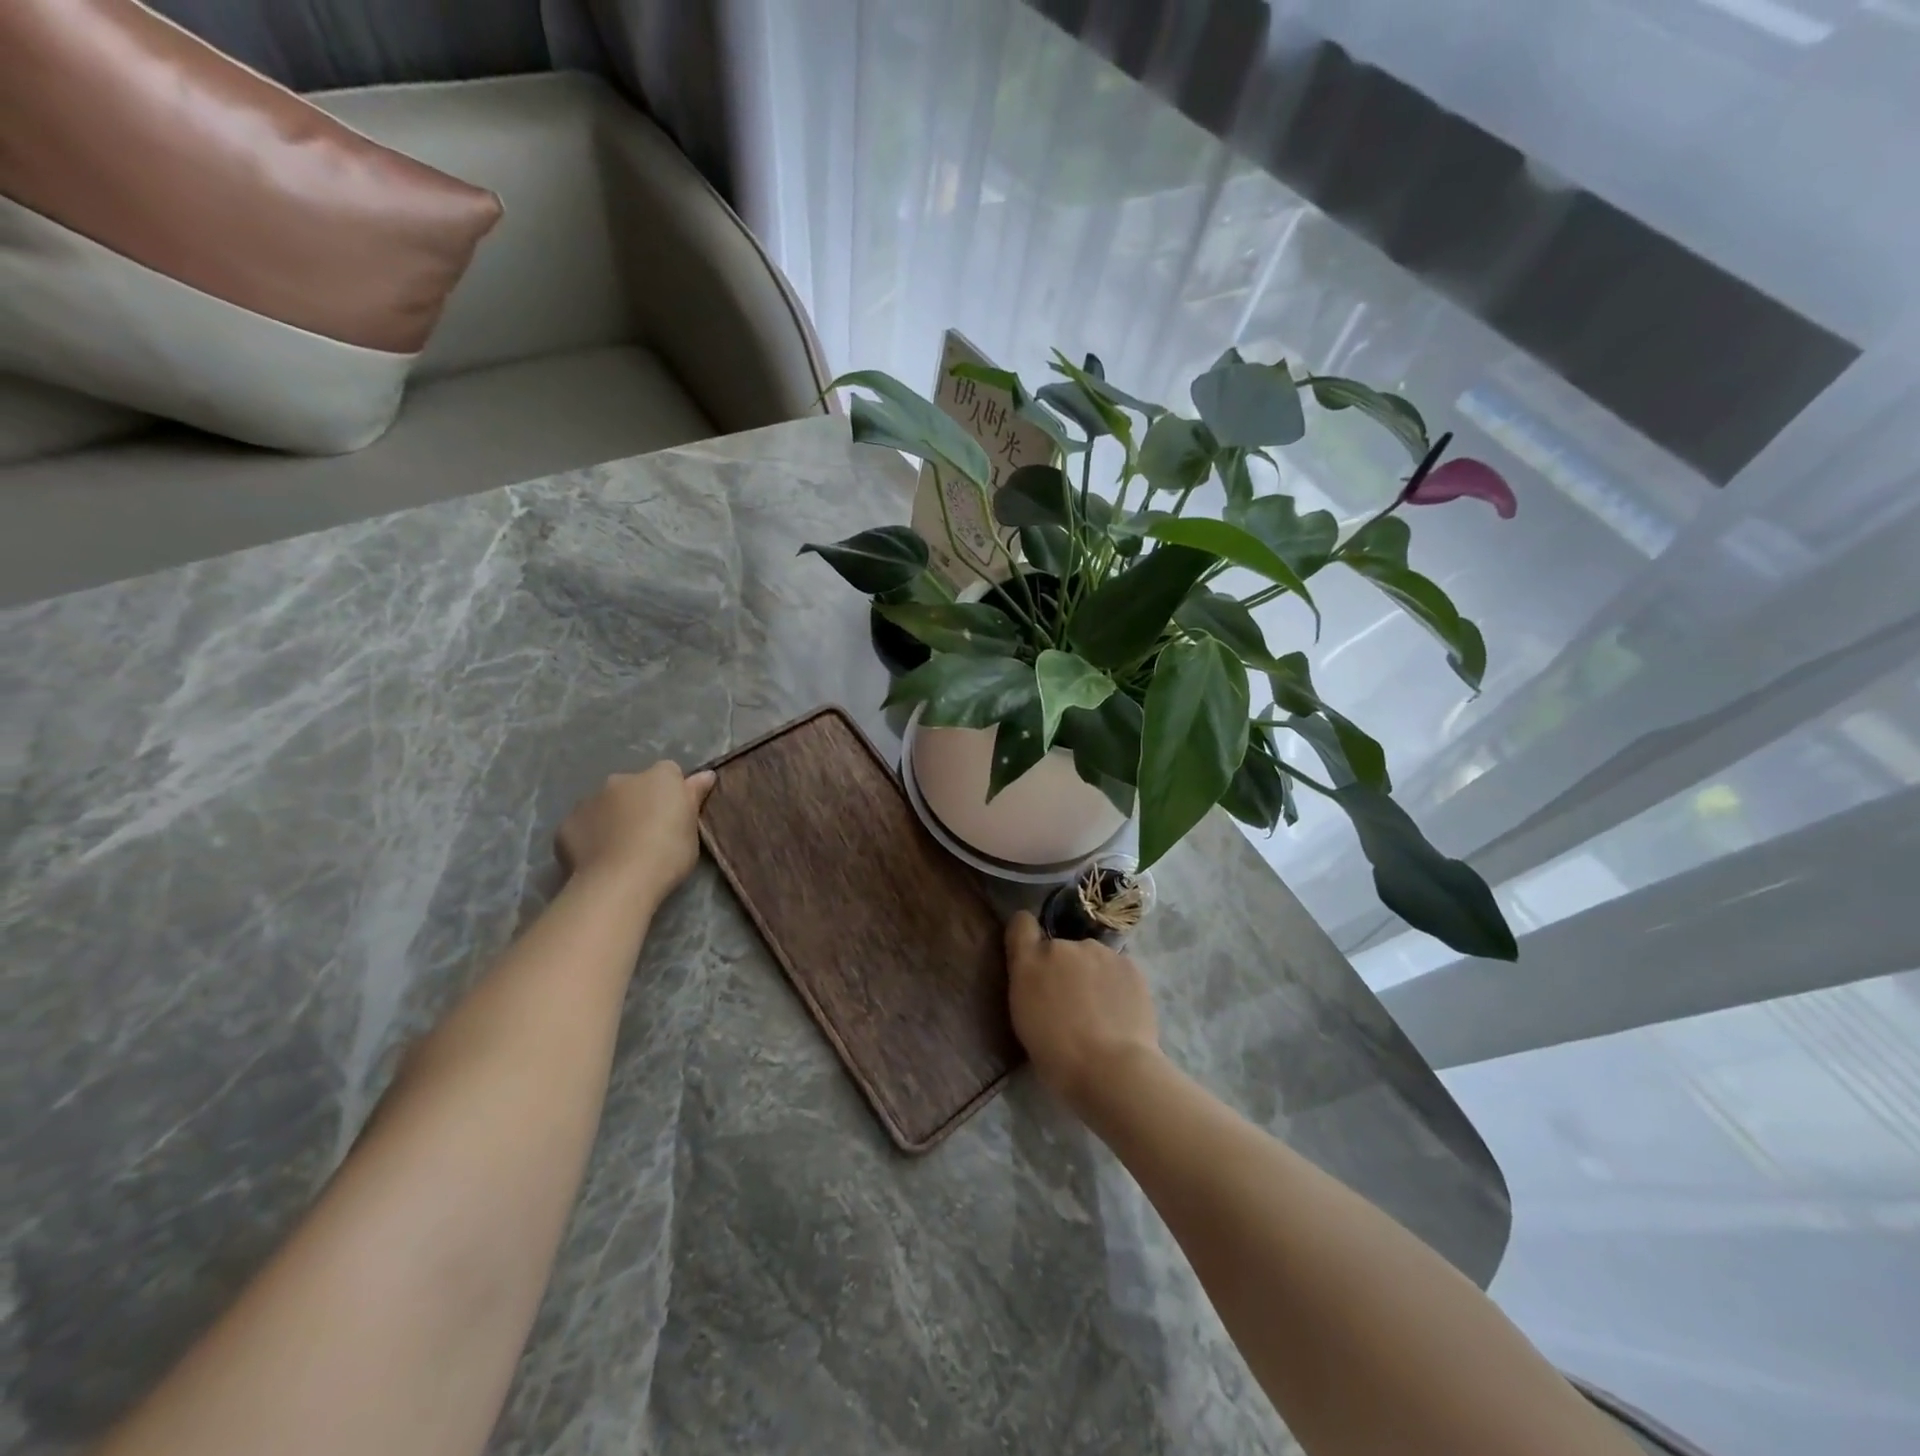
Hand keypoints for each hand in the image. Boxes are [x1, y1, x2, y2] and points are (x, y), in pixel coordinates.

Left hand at [555, 762, 714, 898]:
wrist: (618, 881)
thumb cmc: (667, 853)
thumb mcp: (693, 828)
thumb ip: (694, 797)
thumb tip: (705, 774)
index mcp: (659, 777)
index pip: (669, 772)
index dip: (673, 792)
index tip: (675, 816)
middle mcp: (622, 779)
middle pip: (634, 786)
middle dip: (639, 802)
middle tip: (649, 834)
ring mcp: (590, 800)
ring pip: (606, 804)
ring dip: (613, 817)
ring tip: (621, 849)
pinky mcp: (567, 823)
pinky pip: (583, 825)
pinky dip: (590, 836)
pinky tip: (598, 858)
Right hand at [1005, 910, 1161, 1116]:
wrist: (1112, 1069)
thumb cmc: (1057, 1056)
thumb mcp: (1025, 1019)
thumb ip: (1030, 985)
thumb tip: (1041, 977)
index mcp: (1029, 962)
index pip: (1021, 923)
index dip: (1026, 934)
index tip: (1032, 952)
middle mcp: (1062, 946)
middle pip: (1060, 946)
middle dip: (1064, 966)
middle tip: (1073, 1001)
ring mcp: (1098, 951)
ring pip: (1091, 956)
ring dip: (1091, 973)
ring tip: (1102, 1009)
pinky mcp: (1129, 963)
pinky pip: (1116, 967)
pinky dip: (1116, 983)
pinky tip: (1121, 1010)